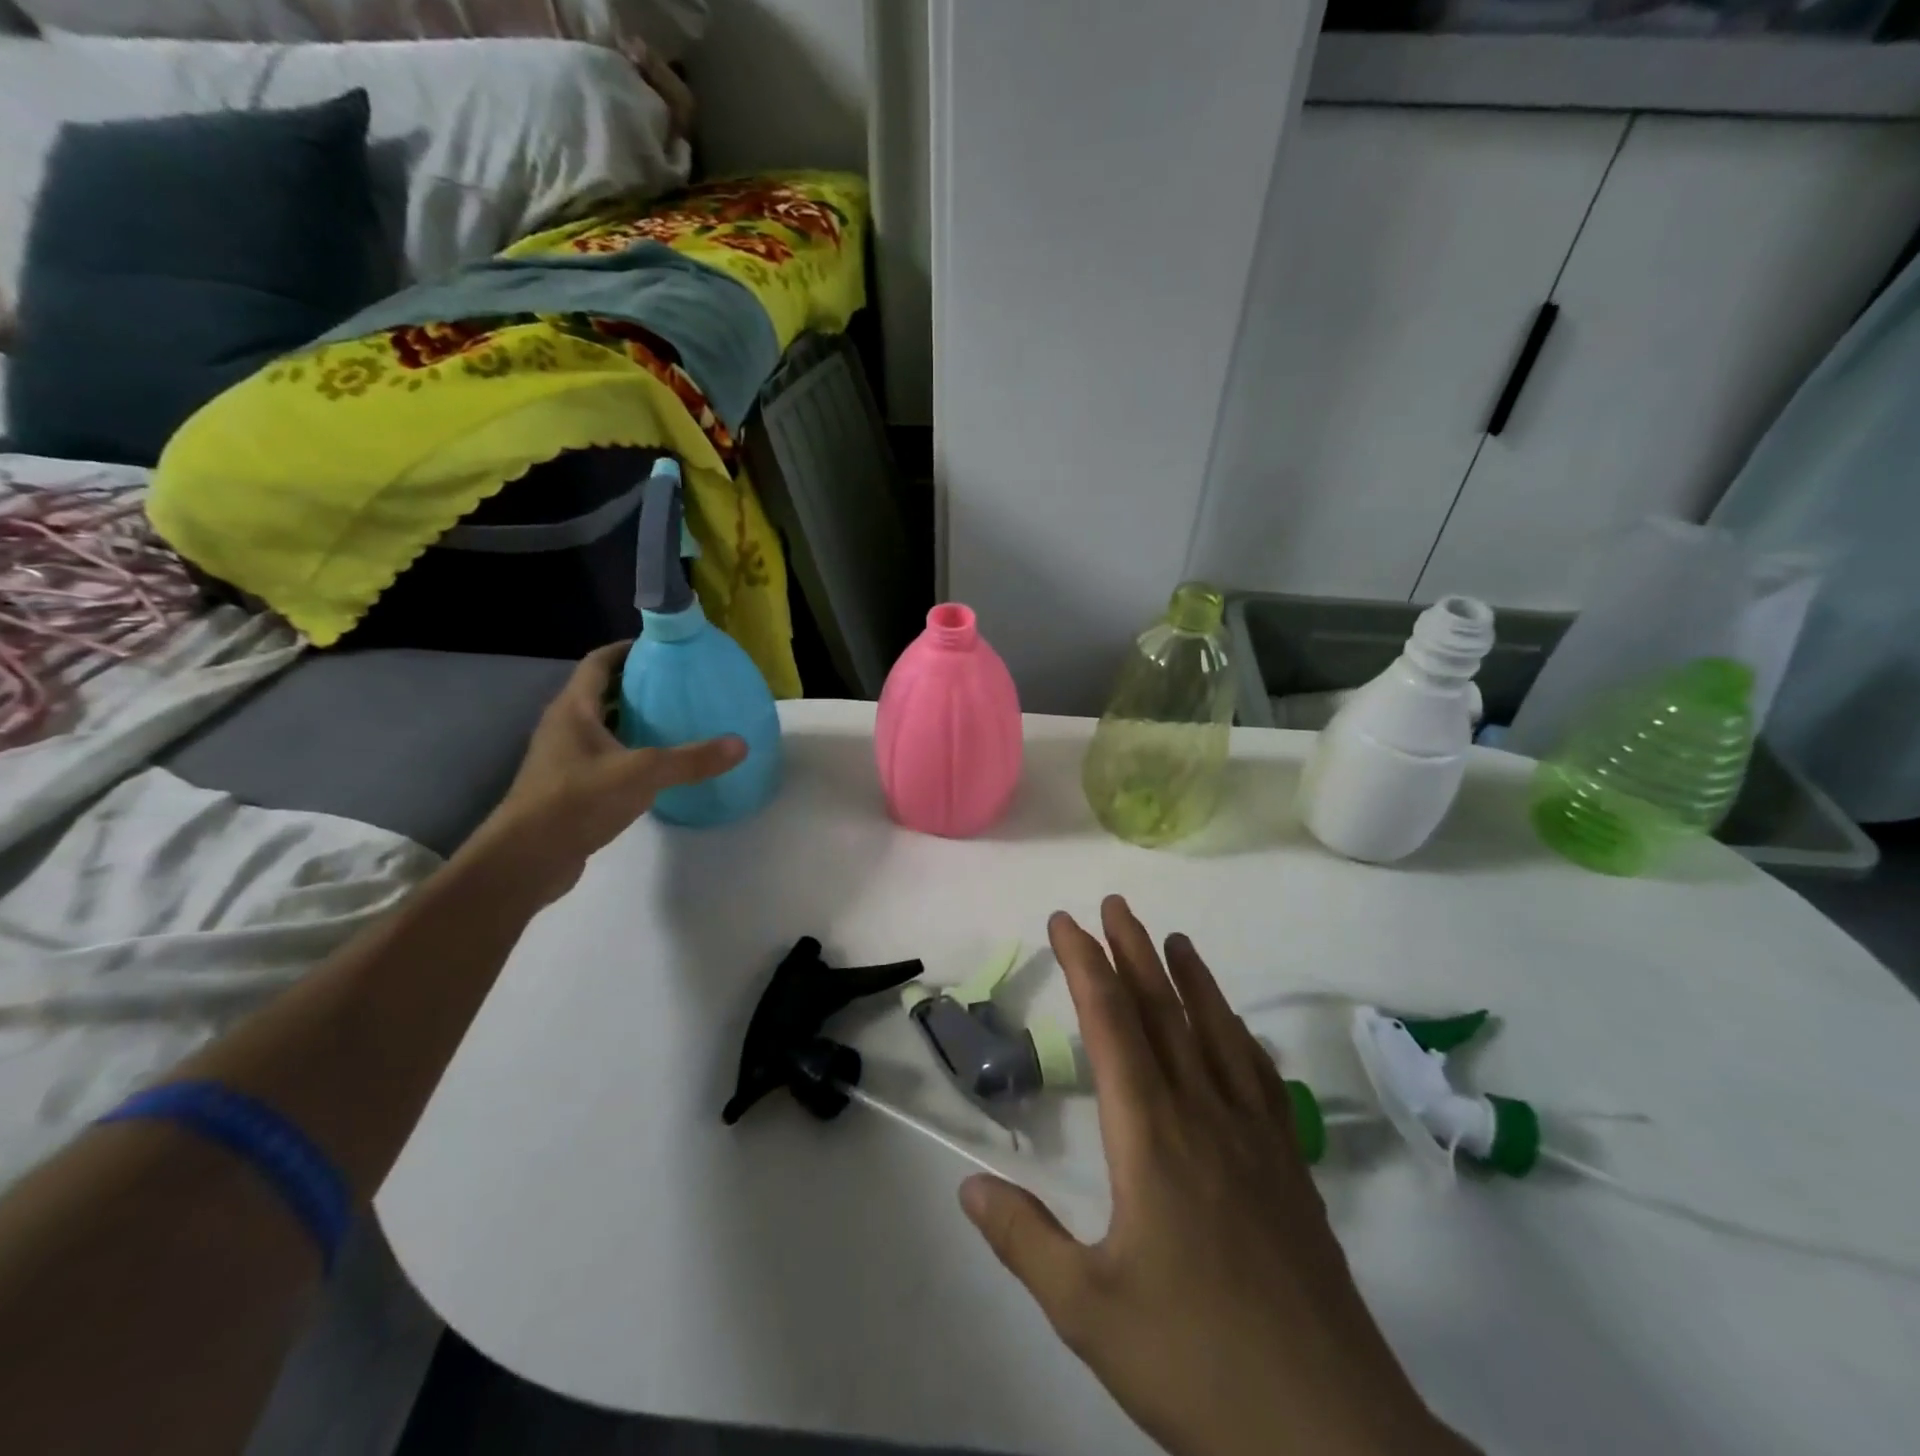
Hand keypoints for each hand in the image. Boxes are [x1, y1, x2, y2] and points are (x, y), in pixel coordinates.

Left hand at [471, 642, 744, 903]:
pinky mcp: (569, 787)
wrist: (527, 859)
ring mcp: (563, 759)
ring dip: (632, 719)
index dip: (627, 650)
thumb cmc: (578, 801)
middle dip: (636, 685)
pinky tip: (657, 766)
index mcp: (574, 710)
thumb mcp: (643, 774)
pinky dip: (628, 751)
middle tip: (678, 684)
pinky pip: (603, 756)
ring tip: (673, 720)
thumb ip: (692, 759)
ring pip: (602, 726)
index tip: (661, 648)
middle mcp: (564, 727)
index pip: (598, 663)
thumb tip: (740, 744)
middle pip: (601, 693)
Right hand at [961, 897, 1471, 1455]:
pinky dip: (1241, 1037)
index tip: (1065, 922)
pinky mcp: (1291, 1169)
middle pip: (1163, 1012)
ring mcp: (1255, 1139)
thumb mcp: (1088, 1310)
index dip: (1085, 966)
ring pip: (1216, 1035)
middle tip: (1115, 905)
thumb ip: (1024, 1239)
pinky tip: (1237, 1029)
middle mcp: (1204, 1116)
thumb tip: (969, 1185)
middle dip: (1133, 952)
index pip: (1112, 1026)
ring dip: (1191, 979)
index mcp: (1151, 1137)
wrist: (1331, 1434)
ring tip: (1175, 940)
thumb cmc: (1196, 1363)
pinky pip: (1260, 1078)